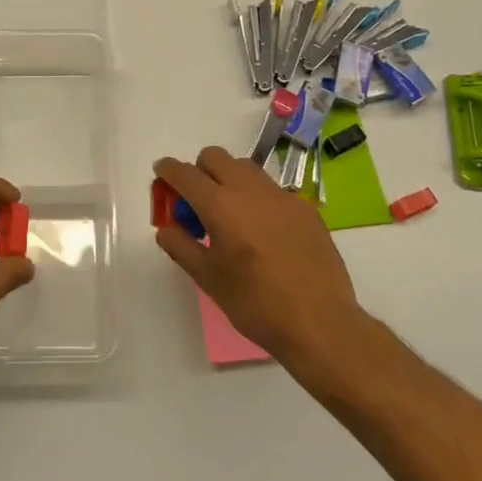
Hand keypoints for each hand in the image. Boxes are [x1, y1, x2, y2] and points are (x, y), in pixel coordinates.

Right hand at [155, 147, 369, 372]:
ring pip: (246, 168)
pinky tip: (265, 233)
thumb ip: (181, 246)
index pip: (185, 173)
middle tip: (198, 202)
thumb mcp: (208, 279)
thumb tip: (166, 227)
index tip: (162, 173)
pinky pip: (272, 190)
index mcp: (220, 205)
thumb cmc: (256, 304)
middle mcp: (250, 190)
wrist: (320, 323)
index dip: (168, 170)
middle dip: (200, 170)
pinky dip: (258, 199)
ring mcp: (281, 196)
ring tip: (231, 216)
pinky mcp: (305, 208)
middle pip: (215, 157)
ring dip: (229, 179)